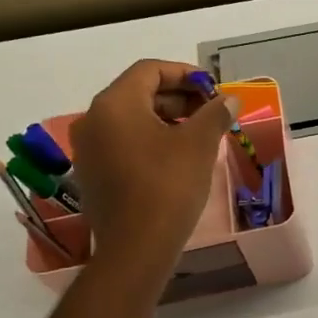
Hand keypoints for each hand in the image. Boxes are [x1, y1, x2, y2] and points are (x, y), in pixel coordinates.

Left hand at [67, 60, 237, 259]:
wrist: (137, 247)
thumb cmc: (169, 186)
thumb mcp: (199, 144)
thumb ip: (215, 113)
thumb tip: (229, 99)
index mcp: (115, 104)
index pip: (150, 70)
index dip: (185, 74)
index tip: (213, 89)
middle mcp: (93, 120)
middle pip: (138, 92)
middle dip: (178, 97)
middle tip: (211, 111)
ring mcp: (88, 149)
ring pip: (131, 119)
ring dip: (166, 119)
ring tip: (199, 134)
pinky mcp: (92, 174)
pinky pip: (123, 143)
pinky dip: (150, 140)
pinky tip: (177, 157)